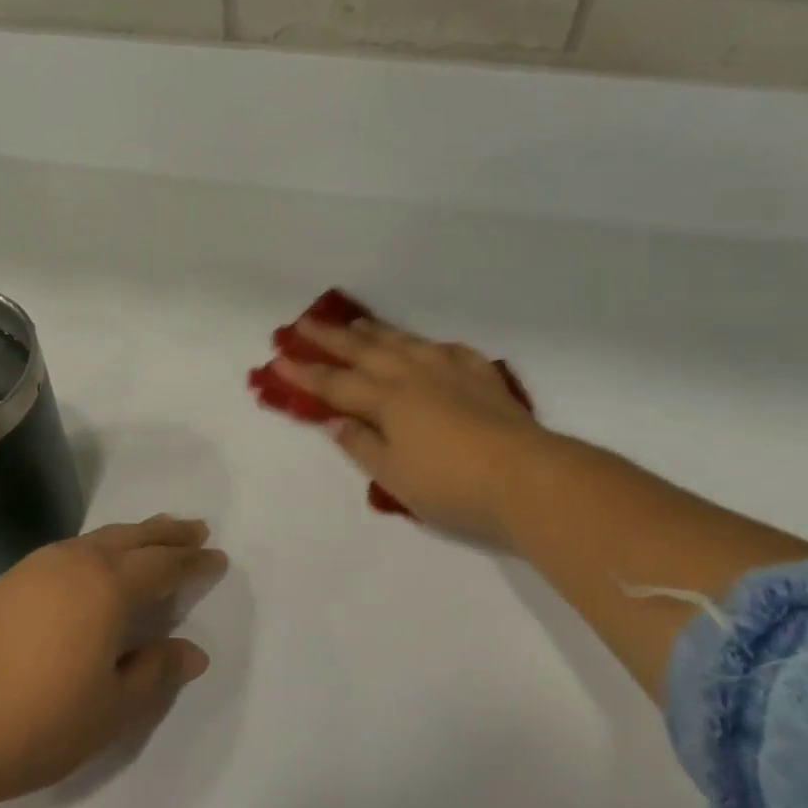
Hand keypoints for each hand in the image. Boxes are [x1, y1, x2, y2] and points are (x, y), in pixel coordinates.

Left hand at [0, 516, 226, 807]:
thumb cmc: (34, 722)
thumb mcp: (110, 709)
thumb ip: (155, 674)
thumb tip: (192, 650)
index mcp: (106, 586)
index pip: (163, 565)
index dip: (193, 563)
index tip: (217, 557)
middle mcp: (74, 562)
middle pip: (132, 538)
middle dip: (167, 534)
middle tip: (195, 530)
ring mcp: (35, 567)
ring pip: (98, 539)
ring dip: (132, 537)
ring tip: (152, 540)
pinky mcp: (6, 582)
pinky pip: (71, 550)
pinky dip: (100, 549)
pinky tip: (96, 566)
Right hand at [275, 318, 551, 546]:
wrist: (528, 477)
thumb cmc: (452, 485)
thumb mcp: (394, 477)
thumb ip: (361, 445)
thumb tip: (334, 421)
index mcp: (387, 400)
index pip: (335, 384)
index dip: (305, 374)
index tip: (278, 360)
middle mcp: (414, 375)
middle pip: (364, 351)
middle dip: (330, 338)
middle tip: (303, 324)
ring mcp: (450, 370)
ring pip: (404, 341)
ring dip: (375, 330)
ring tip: (357, 321)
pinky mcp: (481, 375)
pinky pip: (446, 349)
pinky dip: (426, 344)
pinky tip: (425, 345)